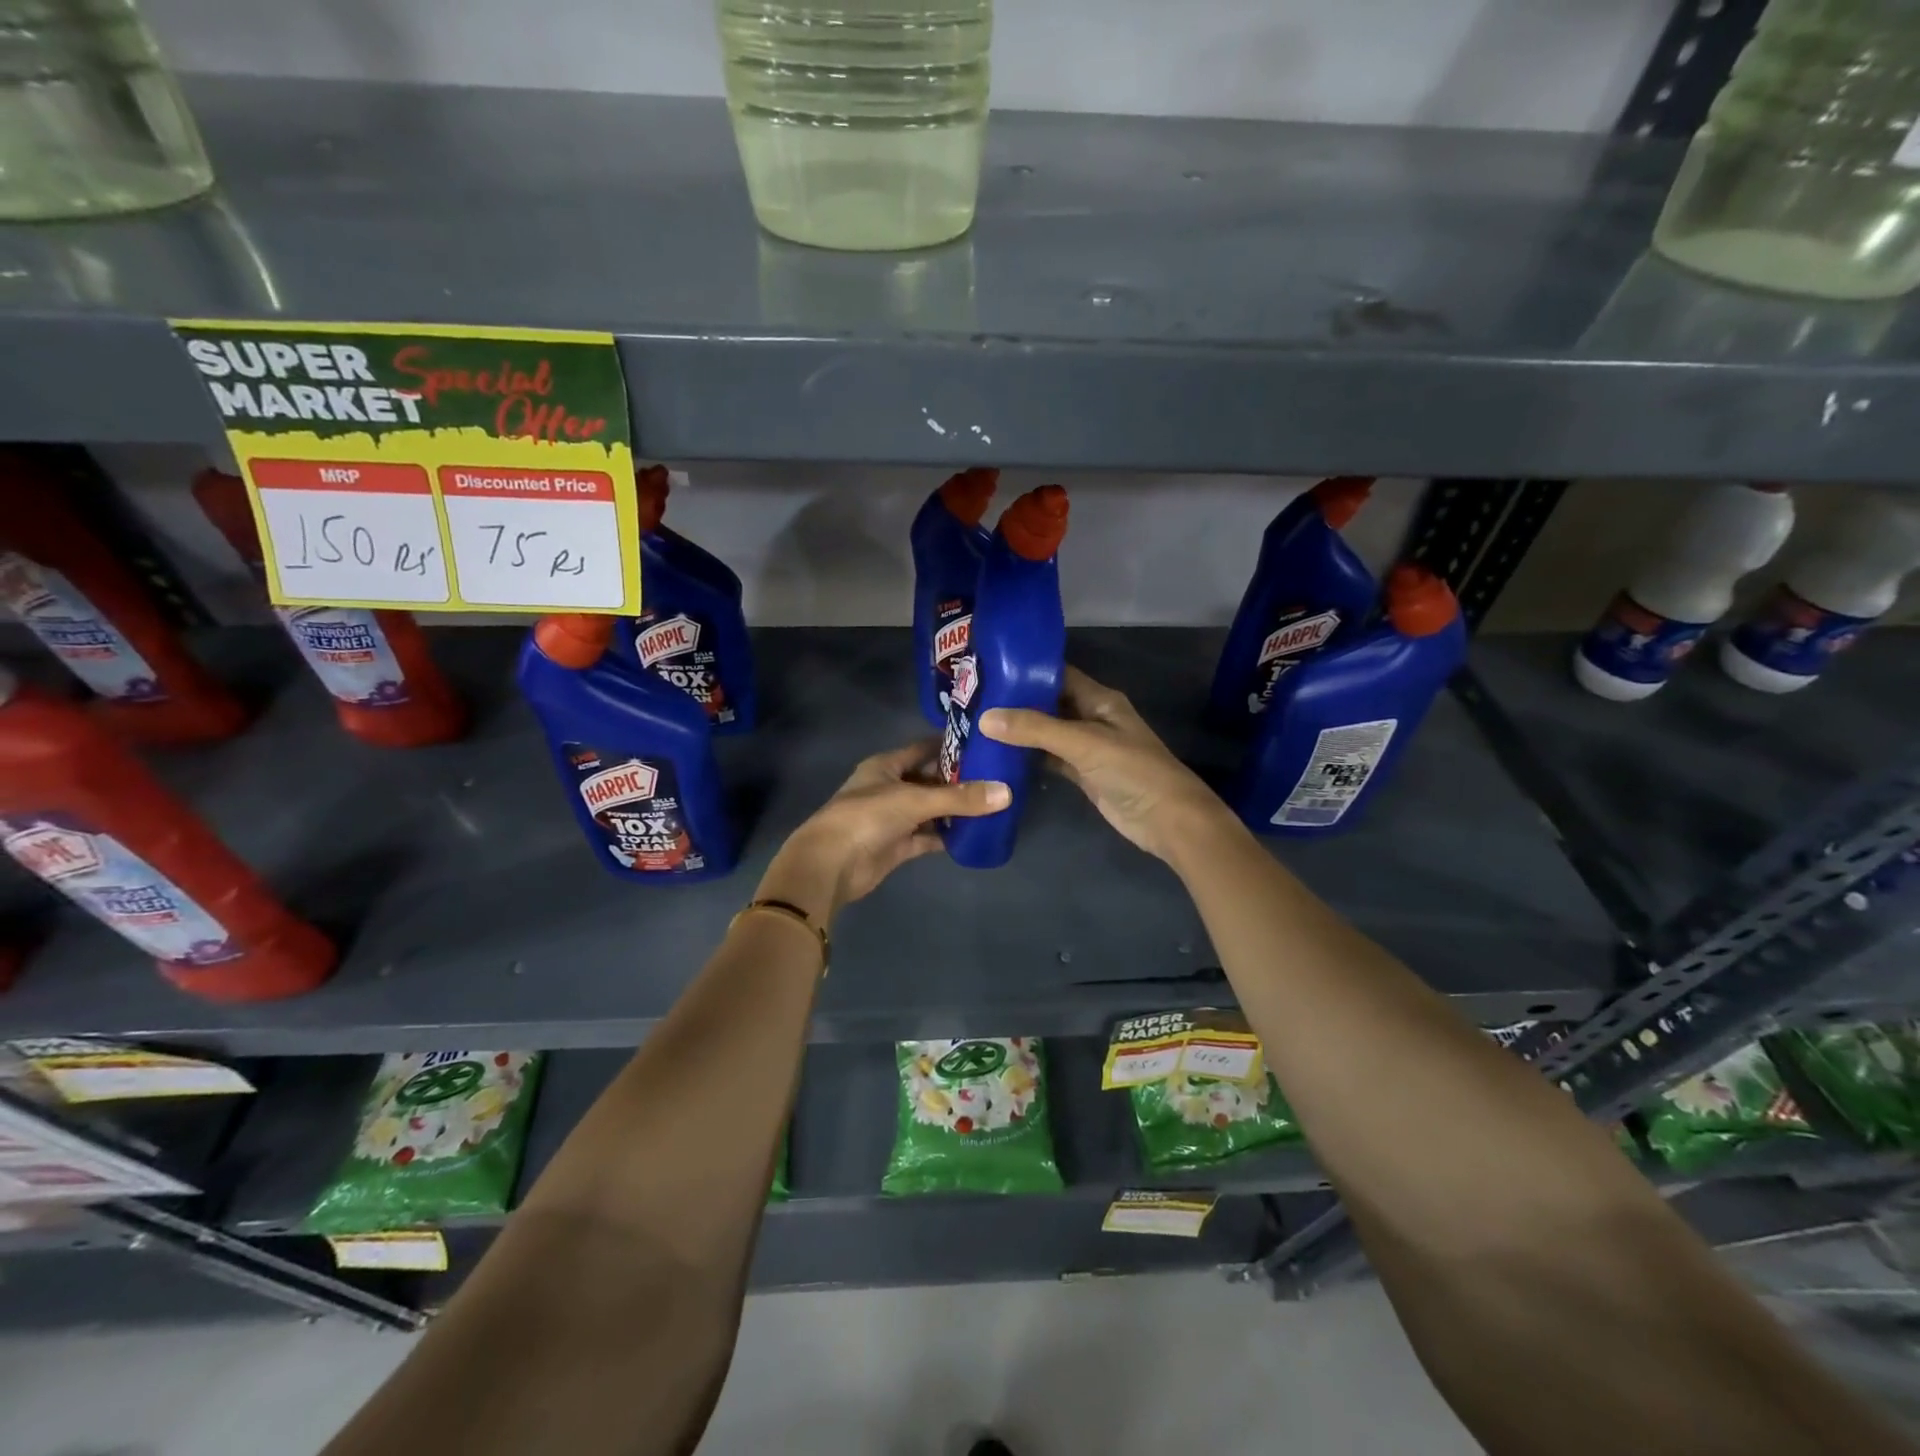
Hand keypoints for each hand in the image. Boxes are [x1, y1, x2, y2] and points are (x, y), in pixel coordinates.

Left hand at [755, 741, 1008, 924]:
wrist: (830, 865)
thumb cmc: (866, 818)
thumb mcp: (914, 800)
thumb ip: (959, 798)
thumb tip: (1006, 793)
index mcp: (886, 765)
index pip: (924, 748)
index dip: (951, 746)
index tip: (984, 744)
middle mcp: (890, 788)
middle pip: (930, 779)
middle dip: (959, 780)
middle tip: (997, 777)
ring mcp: (893, 818)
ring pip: (930, 810)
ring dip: (955, 810)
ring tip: (993, 805)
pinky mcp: (897, 846)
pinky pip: (928, 837)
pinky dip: (947, 836)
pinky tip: (974, 834)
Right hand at [980, 666, 1233, 864]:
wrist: (1167, 820)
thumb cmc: (1132, 771)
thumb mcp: (1084, 743)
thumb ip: (1036, 729)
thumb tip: (986, 718)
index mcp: (1099, 699)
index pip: (1058, 674)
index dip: (1026, 669)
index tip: (988, 668)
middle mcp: (1092, 718)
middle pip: (1049, 703)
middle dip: (1016, 701)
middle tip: (973, 698)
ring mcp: (1087, 748)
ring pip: (1046, 732)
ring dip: (1019, 731)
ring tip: (976, 724)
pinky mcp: (1082, 774)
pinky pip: (1049, 759)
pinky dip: (1028, 758)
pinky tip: (999, 756)